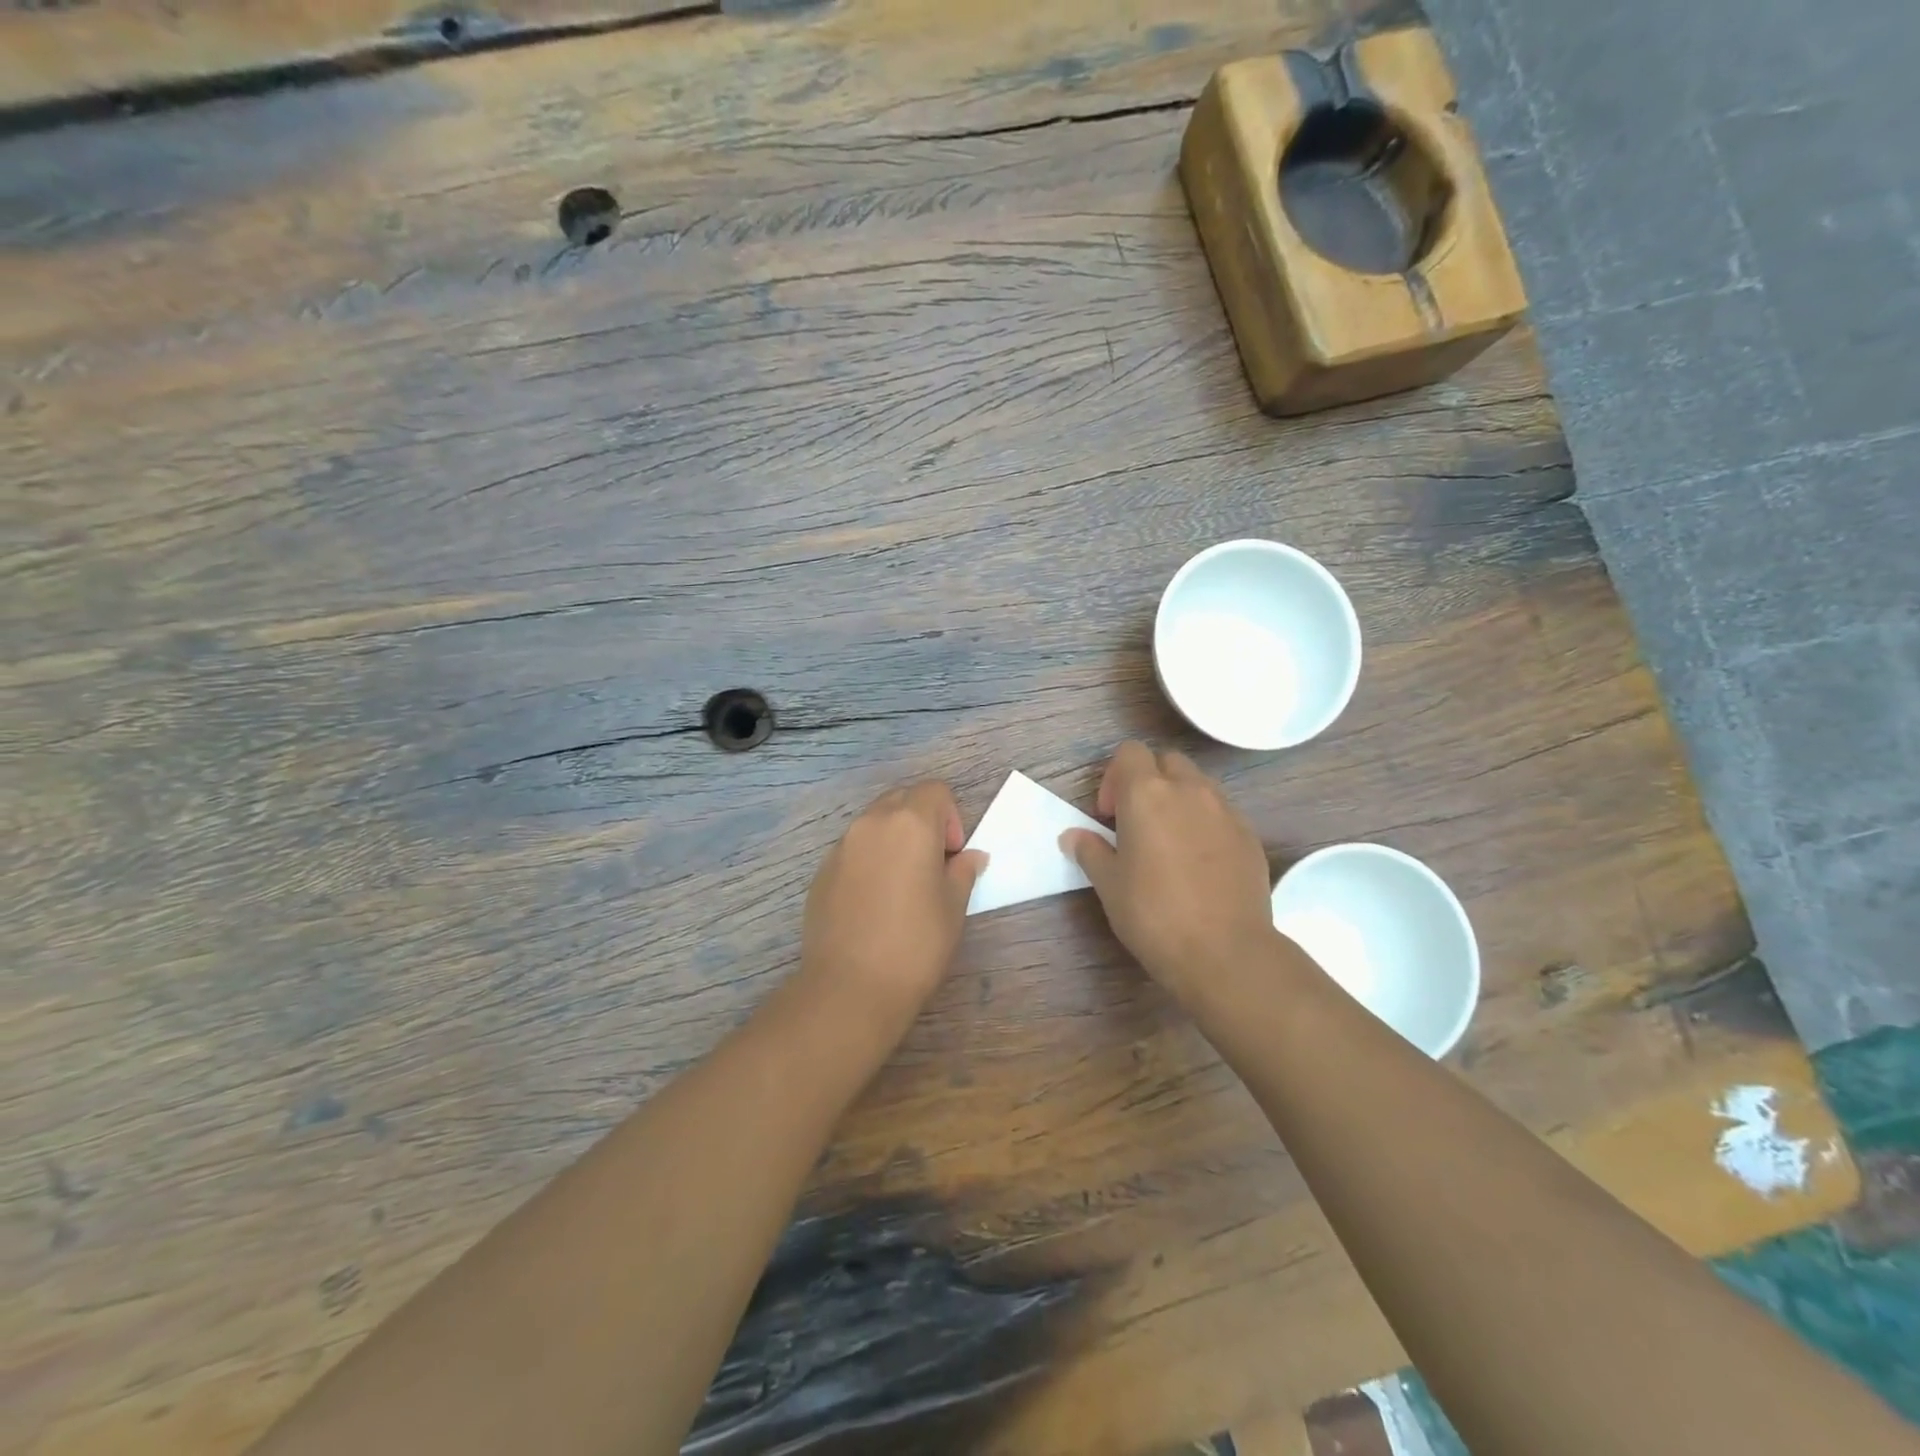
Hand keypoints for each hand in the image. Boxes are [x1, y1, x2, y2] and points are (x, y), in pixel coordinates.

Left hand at [799, 781, 987, 1029]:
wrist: (850, 987)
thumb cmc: (915, 944)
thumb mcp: (953, 907)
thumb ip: (963, 871)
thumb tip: (970, 856)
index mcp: (910, 823)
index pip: (935, 791)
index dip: (950, 817)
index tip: (951, 856)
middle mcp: (871, 823)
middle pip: (901, 799)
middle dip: (921, 821)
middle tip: (931, 865)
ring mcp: (841, 846)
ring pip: (874, 823)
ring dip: (893, 839)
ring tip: (901, 885)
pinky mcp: (821, 871)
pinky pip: (852, 850)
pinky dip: (869, 860)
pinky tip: (873, 903)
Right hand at [1061, 742, 1276, 1009]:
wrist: (1225, 952)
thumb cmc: (1154, 915)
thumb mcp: (1109, 885)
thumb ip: (1090, 851)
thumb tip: (1073, 836)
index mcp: (1147, 794)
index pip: (1129, 753)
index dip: (1114, 777)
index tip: (1110, 816)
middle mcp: (1189, 790)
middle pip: (1166, 761)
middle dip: (1149, 782)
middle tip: (1137, 824)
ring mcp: (1225, 810)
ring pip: (1198, 784)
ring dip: (1179, 799)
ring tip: (1170, 842)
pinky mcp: (1249, 835)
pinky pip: (1222, 812)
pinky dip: (1206, 823)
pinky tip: (1199, 863)